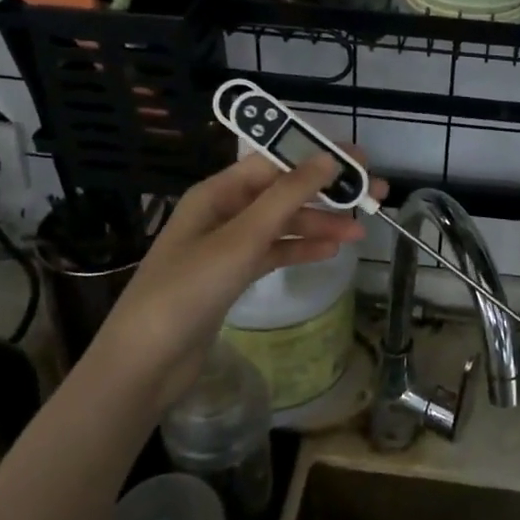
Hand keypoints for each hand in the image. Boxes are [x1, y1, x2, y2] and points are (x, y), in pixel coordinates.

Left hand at [100, 151, 386, 402]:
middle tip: (374, 196)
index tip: (359, 161)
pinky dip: (301, 250)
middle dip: (327, 193)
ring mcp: (227, 246)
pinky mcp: (231, 276)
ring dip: (320, 225)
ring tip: (360, 232)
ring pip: (283, 225)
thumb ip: (287, 196)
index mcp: (218, 192)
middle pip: (283, 193)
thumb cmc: (189, 289)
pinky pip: (274, 253)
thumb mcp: (242, 238)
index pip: (276, 162)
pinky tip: (330, 252)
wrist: (145, 362)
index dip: (318, 158)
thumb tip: (328, 158)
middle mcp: (223, 212)